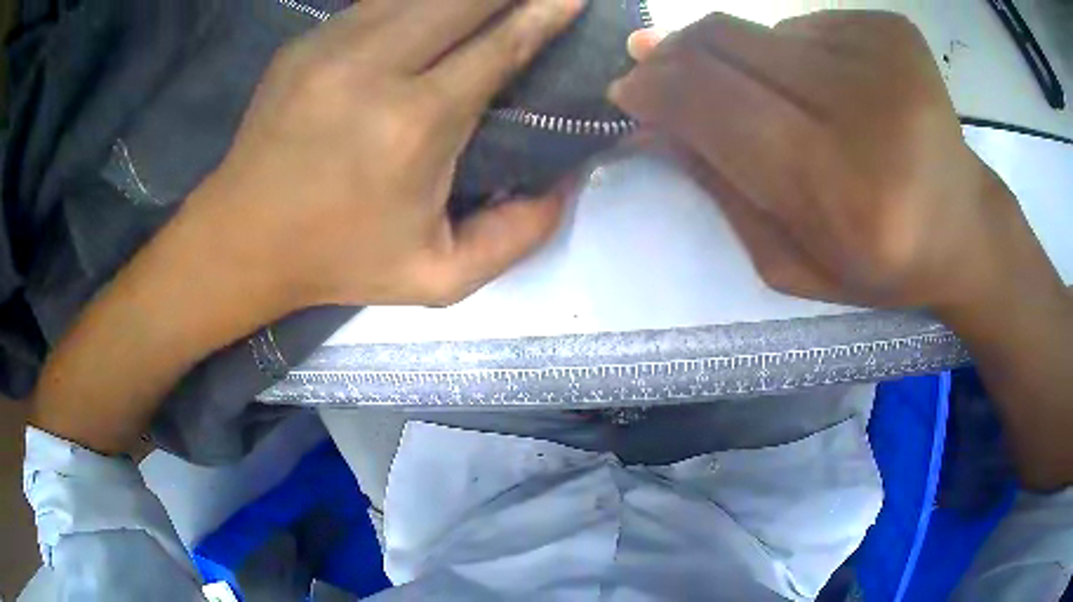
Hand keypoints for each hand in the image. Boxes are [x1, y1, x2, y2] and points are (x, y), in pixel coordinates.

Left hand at [194, 0, 583, 309]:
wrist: (242, 239)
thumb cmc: (339, 260)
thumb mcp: (438, 278)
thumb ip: (516, 237)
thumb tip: (566, 182)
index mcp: (414, 126)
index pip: (498, 47)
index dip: (544, 14)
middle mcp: (374, 69)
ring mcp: (331, 46)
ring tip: (489, 2)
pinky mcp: (306, 42)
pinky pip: (379, 1)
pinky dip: (417, 0)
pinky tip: (434, 12)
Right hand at [611, 12, 1025, 311]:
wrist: (964, 227)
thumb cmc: (880, 263)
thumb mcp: (790, 263)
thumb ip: (720, 190)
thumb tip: (655, 115)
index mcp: (846, 191)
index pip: (717, 106)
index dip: (657, 89)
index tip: (629, 90)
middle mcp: (871, 111)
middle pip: (726, 44)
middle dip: (678, 57)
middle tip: (668, 76)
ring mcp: (888, 58)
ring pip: (761, 31)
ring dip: (743, 61)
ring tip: (781, 103)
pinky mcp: (894, 30)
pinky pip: (806, 26)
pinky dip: (794, 54)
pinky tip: (829, 91)